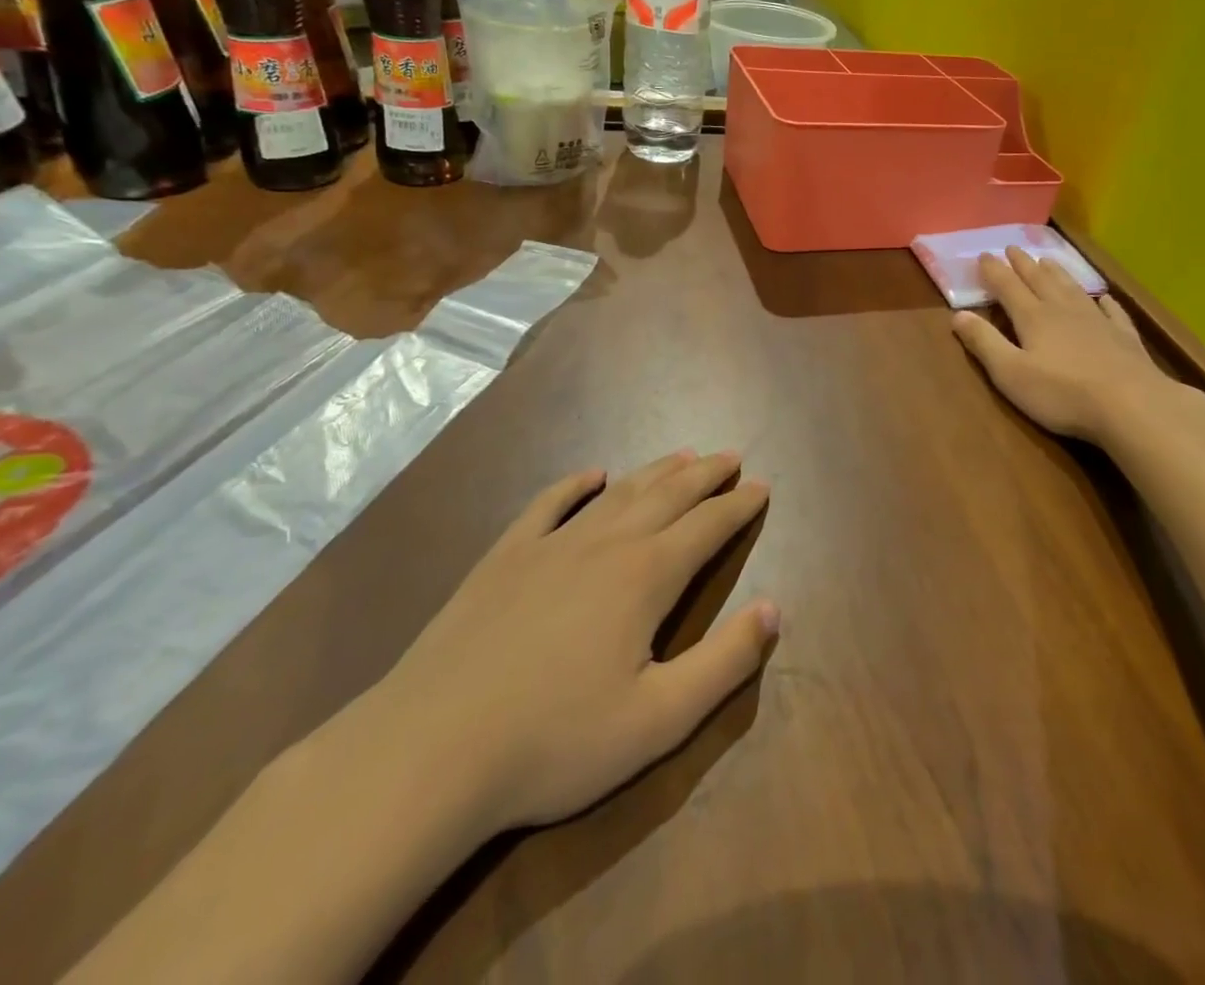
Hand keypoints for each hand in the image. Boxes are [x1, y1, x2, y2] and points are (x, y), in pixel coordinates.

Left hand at [376, 451, 776, 840]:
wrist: (431, 750)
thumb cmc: (556, 743)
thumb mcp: (658, 721)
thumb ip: (724, 662)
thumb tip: (773, 609)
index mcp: (646, 577)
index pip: (707, 526)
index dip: (738, 506)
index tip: (761, 486)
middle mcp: (606, 544)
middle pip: (668, 495)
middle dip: (705, 475)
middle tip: (730, 456)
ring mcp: (551, 545)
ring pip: (618, 493)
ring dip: (656, 471)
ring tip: (683, 455)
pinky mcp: (505, 557)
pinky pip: (549, 504)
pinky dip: (576, 484)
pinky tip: (592, 474)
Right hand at [953, 248, 1198, 441]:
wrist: (1132, 404)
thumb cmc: (1062, 393)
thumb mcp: (1010, 373)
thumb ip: (984, 343)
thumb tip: (958, 315)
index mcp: (1033, 317)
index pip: (1008, 287)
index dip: (994, 271)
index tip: (983, 255)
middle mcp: (1063, 310)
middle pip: (1039, 280)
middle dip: (1023, 264)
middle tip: (1013, 248)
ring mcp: (1097, 321)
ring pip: (1072, 289)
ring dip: (1057, 273)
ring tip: (1047, 260)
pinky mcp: (1124, 337)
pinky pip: (1113, 312)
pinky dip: (1105, 302)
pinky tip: (1105, 298)